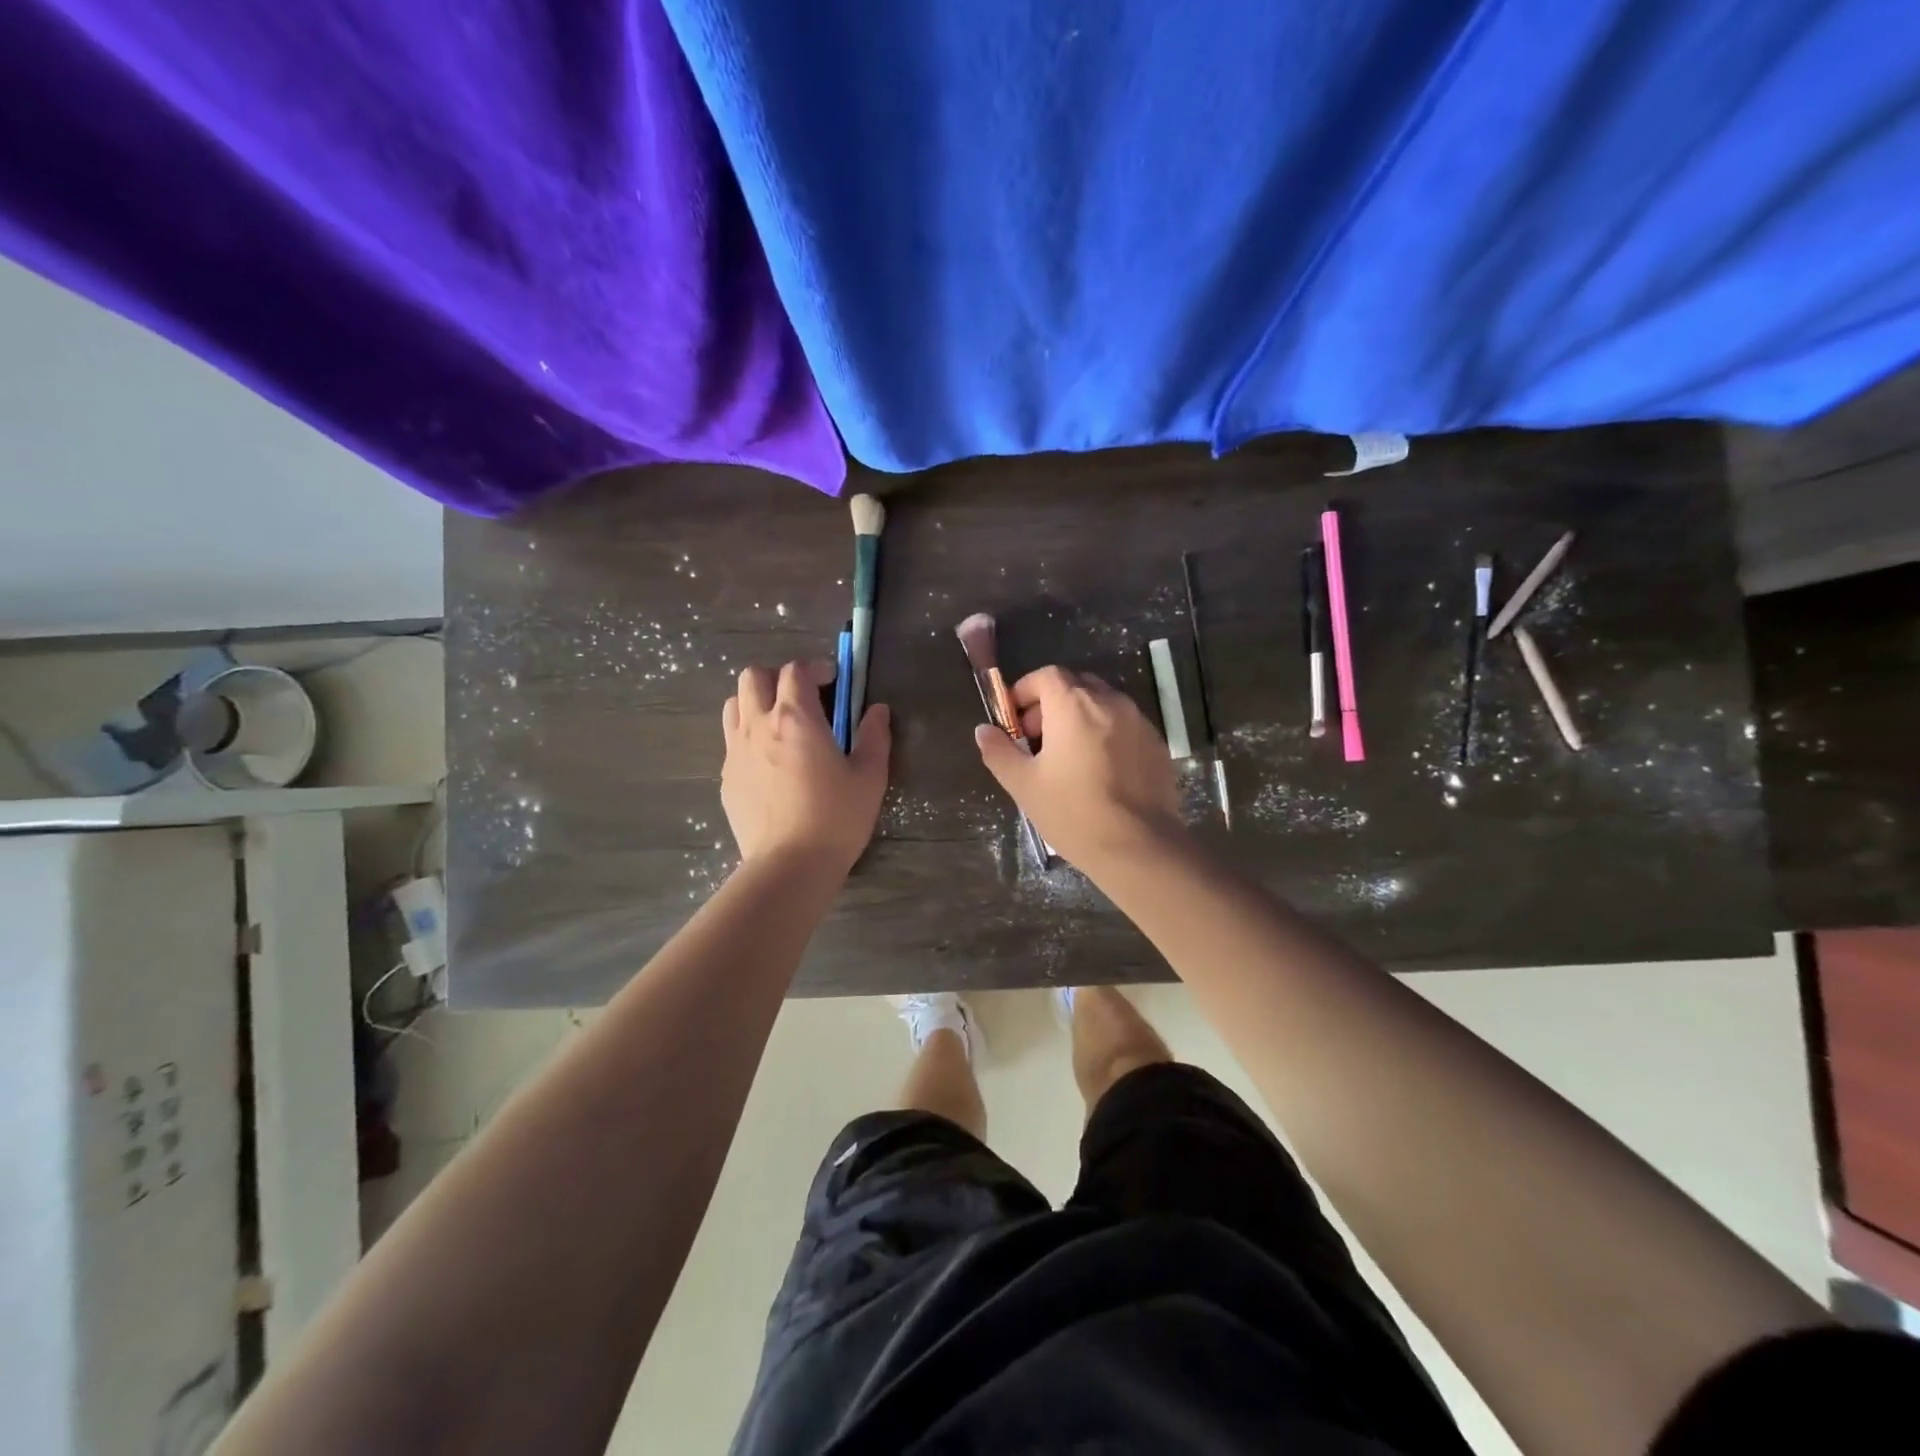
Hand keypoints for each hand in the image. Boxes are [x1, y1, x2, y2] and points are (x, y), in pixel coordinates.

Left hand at [721, 660, 889, 873]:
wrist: (789, 865)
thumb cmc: (836, 818)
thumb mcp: (870, 777)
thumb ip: (875, 737)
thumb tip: (877, 711)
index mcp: (796, 718)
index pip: (795, 670)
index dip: (815, 667)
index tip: (833, 680)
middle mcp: (759, 725)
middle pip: (753, 676)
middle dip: (778, 677)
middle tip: (803, 697)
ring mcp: (736, 751)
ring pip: (734, 704)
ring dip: (756, 702)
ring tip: (780, 724)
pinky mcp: (726, 778)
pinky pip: (731, 741)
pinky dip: (749, 736)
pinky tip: (770, 763)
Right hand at [972, 666, 1183, 869]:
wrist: (1139, 847)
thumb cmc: (1072, 812)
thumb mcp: (1024, 785)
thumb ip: (999, 751)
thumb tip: (983, 730)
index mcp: (1073, 705)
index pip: (1046, 675)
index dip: (1026, 691)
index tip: (1015, 720)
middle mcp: (1109, 702)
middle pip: (1076, 685)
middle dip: (1052, 704)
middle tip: (1038, 740)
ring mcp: (1139, 721)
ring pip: (1103, 704)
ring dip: (1081, 718)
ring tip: (1069, 758)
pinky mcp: (1157, 744)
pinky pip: (1125, 726)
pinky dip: (1106, 734)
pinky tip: (1100, 772)